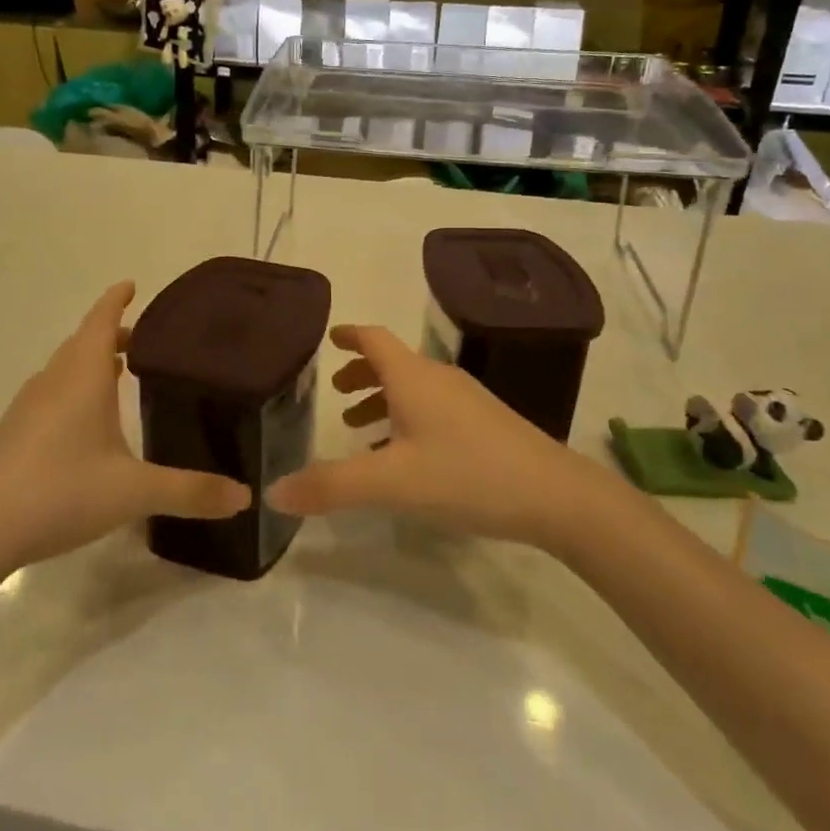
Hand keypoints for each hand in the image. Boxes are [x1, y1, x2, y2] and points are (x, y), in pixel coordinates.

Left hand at [0, 282, 250, 572]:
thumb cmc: (59, 491)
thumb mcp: (134, 492)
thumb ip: (190, 491)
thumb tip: (246, 496)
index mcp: (82, 377)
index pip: (100, 320)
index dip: (116, 300)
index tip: (132, 284)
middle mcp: (53, 382)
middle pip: (82, 343)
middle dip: (110, 334)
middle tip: (143, 340)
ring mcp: (28, 408)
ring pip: (64, 370)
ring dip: (90, 363)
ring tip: (118, 374)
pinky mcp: (13, 435)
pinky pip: (51, 395)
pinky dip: (73, 391)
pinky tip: (85, 424)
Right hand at [267, 324, 608, 550]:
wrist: (555, 495)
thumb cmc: (466, 474)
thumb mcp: (391, 483)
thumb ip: (331, 486)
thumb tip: (274, 493)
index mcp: (413, 378)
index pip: (374, 339)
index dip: (349, 335)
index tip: (328, 337)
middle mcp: (439, 379)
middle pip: (393, 363)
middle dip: (361, 373)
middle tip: (336, 392)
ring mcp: (467, 400)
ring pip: (414, 387)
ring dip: (384, 398)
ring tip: (362, 426)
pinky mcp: (485, 423)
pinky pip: (433, 407)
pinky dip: (407, 416)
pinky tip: (407, 454)